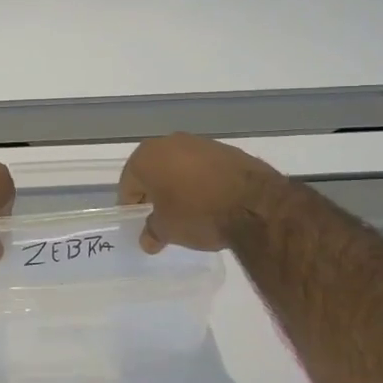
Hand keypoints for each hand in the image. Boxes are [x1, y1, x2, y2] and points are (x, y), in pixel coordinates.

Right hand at [118, 134, 287, 253]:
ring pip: (178, 165)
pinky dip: (201, 180)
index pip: (128, 184)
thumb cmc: (198, 214)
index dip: (131, 205)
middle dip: (154, 192)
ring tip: (188, 209)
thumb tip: (147, 240)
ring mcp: (199, 143)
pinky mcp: (225, 149)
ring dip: (178, 184)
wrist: (255, 203)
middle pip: (152, 170)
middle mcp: (168, 142)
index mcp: (146, 158)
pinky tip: (211, 200)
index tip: (139, 222)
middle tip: (161, 216)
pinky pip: (203, 166)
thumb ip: (152, 232)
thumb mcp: (168, 230)